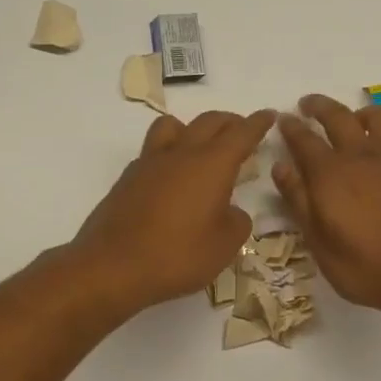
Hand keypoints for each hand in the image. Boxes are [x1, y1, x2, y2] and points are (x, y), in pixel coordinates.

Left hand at [72, 109, 276, 315]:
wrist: (112, 266)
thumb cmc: (178, 255)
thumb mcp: (225, 246)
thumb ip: (237, 222)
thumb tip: (231, 212)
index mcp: (211, 164)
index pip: (241, 133)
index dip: (258, 123)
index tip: (269, 115)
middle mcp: (181, 154)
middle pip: (209, 122)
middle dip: (230, 122)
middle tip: (242, 131)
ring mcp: (150, 163)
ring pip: (174, 126)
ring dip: (193, 128)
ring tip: (201, 146)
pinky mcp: (128, 178)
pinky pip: (153, 150)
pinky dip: (170, 152)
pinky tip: (172, 176)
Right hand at [274, 95, 380, 314]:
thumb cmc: (363, 265)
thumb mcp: (319, 241)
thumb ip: (299, 200)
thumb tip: (281, 167)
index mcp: (330, 173)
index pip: (304, 139)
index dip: (291, 127)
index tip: (283, 119)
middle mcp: (360, 156)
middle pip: (337, 117)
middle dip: (319, 106)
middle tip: (307, 104)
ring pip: (375, 117)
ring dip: (357, 112)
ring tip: (350, 119)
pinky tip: (379, 149)